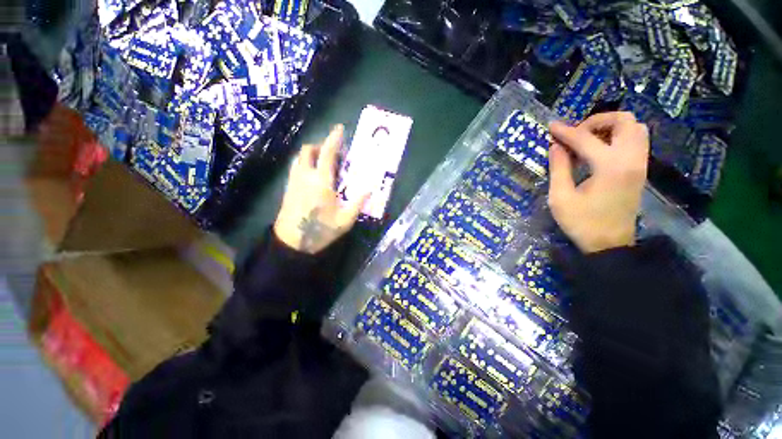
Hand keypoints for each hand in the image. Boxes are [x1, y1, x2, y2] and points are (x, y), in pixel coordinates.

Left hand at [274, 125, 368, 253]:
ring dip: (311, 153)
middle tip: (333, 152)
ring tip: (323, 161)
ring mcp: (294, 181)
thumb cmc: (320, 231)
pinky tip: (313, 175)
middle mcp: (305, 176)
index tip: (339, 129)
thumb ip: (358, 203)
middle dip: (320, 145)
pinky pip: (295, 167)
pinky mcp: (288, 188)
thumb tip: (370, 189)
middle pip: (308, 150)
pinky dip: (305, 163)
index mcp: (321, 182)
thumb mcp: (345, 220)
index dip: (333, 139)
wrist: (292, 242)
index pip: (327, 153)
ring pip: (299, 158)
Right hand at [548, 112, 648, 253]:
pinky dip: (619, 136)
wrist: (609, 244)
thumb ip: (559, 168)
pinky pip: (636, 141)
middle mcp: (631, 160)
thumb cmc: (581, 222)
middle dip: (598, 121)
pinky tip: (599, 149)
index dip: (566, 131)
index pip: (586, 139)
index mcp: (610, 167)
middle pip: (625, 121)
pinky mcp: (640, 171)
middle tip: (577, 133)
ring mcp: (640, 164)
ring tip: (588, 139)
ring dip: (611, 127)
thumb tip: (556, 146)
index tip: (551, 126)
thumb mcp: (560, 197)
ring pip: (636, 128)